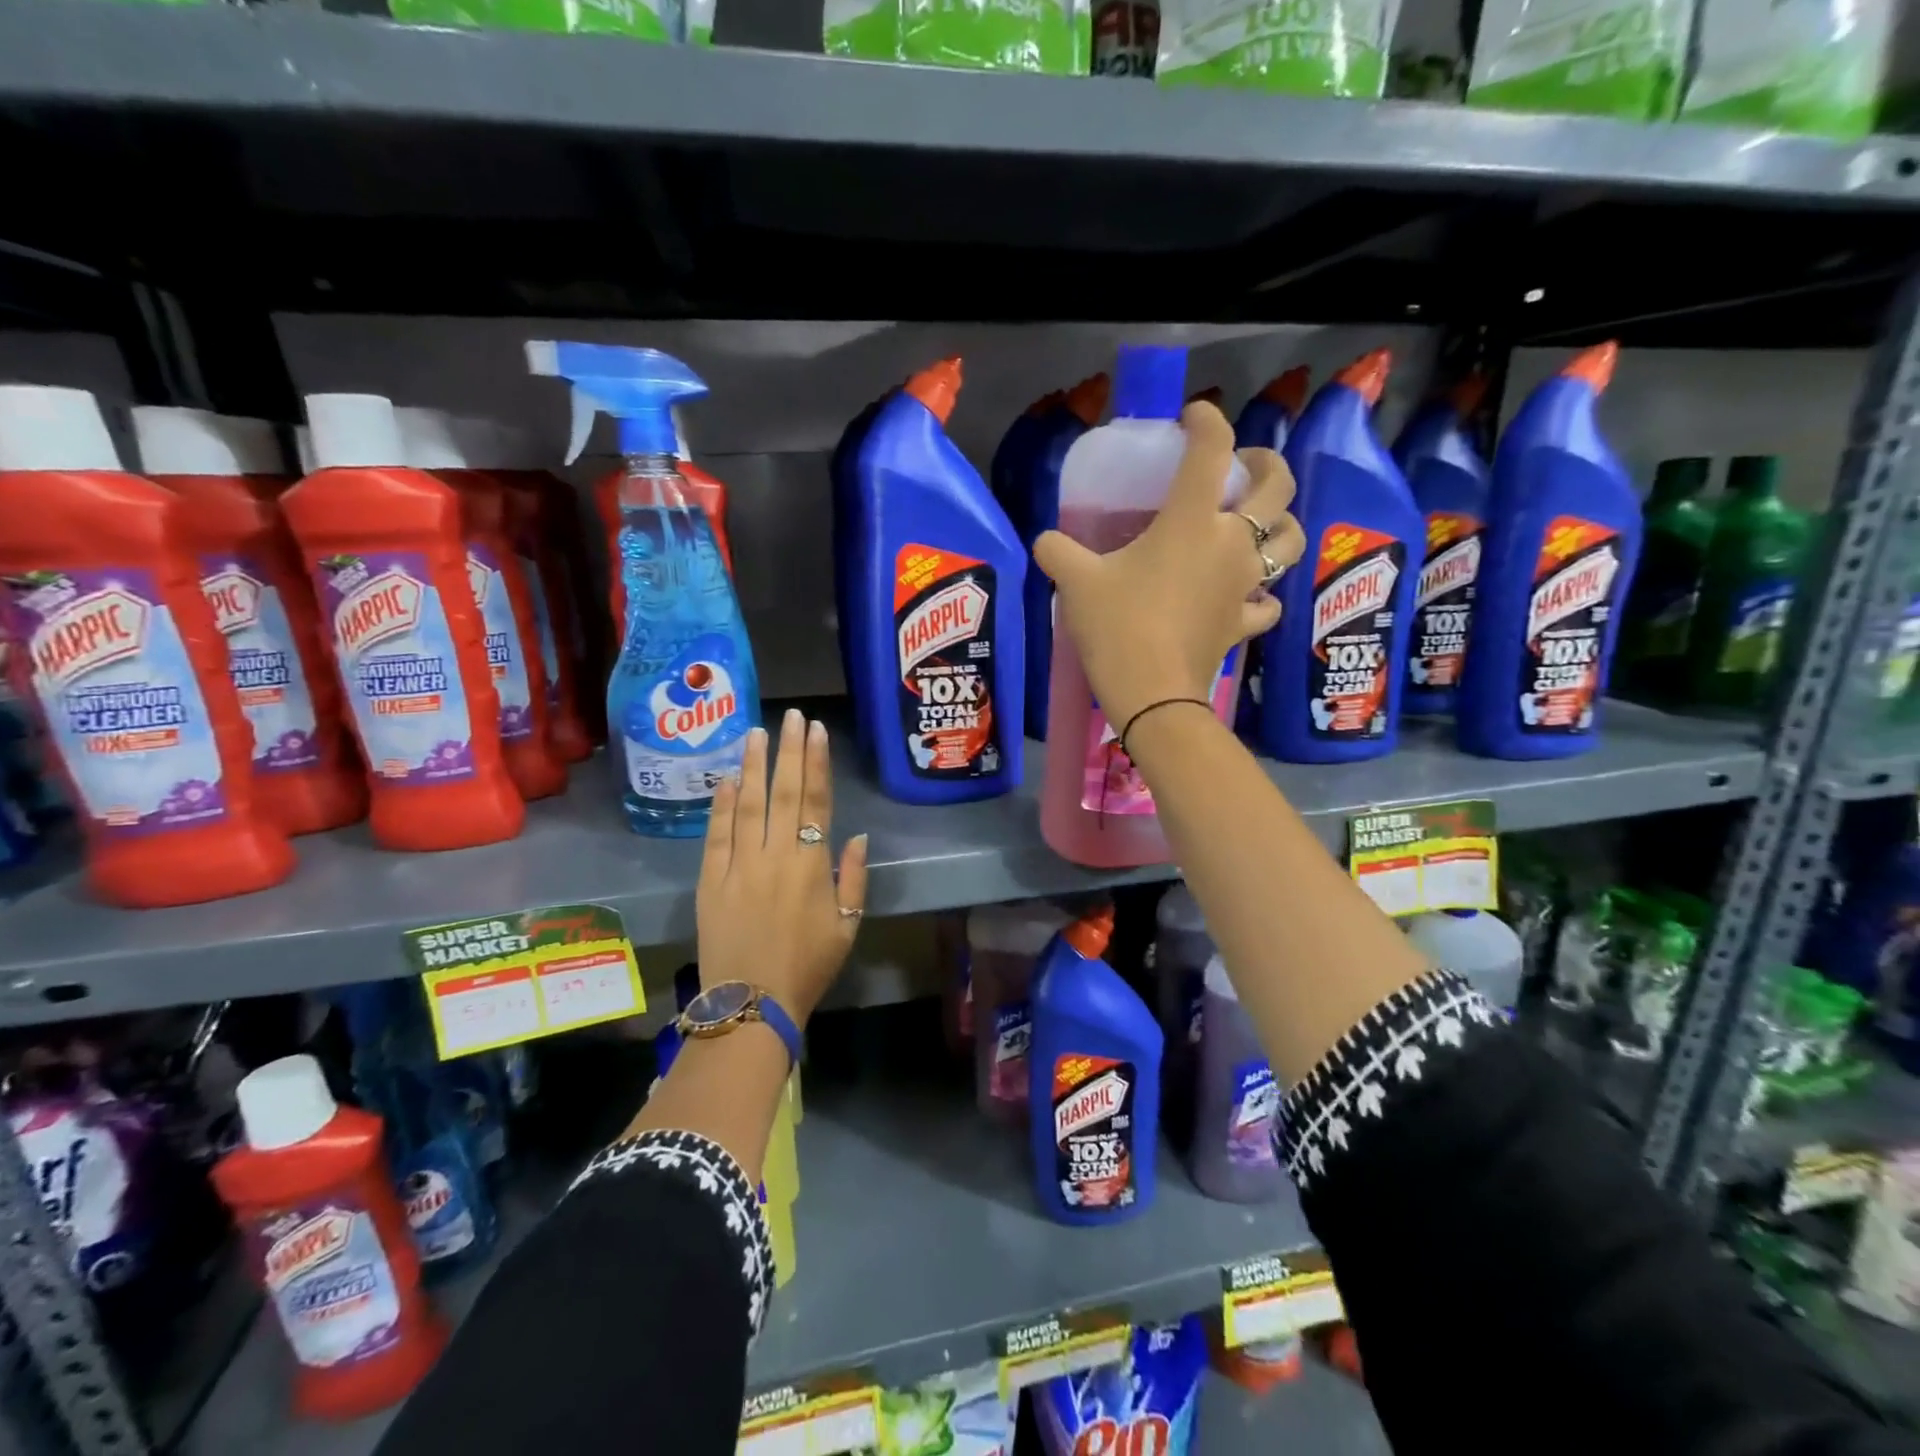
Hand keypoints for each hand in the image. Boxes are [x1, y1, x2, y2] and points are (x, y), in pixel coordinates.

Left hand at [696, 709, 868, 1026]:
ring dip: (753, 767)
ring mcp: (738, 865)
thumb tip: (857, 837)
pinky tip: (725, 780)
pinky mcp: (710, 880)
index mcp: (811, 865)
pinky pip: (716, 835)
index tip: (817, 731)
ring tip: (757, 733)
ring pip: (747, 805)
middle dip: (789, 751)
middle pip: (783, 793)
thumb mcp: (847, 927)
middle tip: (791, 716)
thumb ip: (854, 878)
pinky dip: (720, 806)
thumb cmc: (807, 966)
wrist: (751, 1003)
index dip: (817, 764)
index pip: (816, 802)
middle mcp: (775, 855)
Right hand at [1033, 402, 1304, 730]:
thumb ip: (1057, 552)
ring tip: (1262, 524)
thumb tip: (1044, 541)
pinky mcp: (1243, 623)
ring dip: (1283, 524)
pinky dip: (1263, 594)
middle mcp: (1231, 543)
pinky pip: (1268, 602)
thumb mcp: (1074, 582)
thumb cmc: (1117, 627)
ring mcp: (1244, 585)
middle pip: (1278, 486)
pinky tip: (1247, 596)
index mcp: (1191, 520)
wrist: (1152, 693)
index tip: (1192, 417)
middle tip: (1246, 465)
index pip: (1212, 450)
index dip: (1207, 421)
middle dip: (1268, 463)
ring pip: (1290, 541)